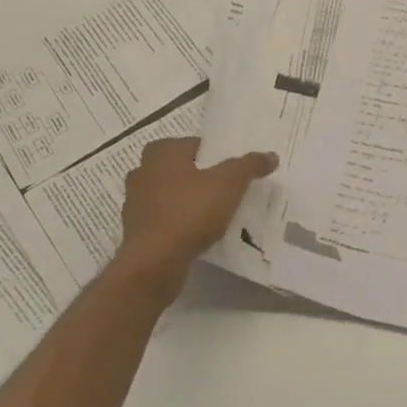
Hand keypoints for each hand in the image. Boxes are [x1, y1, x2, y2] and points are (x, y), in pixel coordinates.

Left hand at [116, 137, 277, 301]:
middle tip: (223, 190)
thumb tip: (271, 155)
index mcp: (162, 152)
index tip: (232, 172)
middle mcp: (143, 170)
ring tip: (212, 214)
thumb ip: (249, 165)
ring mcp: (134, 201)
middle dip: (198, 177)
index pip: (194, 145)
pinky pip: (162, 219)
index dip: (215, 156)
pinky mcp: (135, 229)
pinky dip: (176, 222)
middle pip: (179, 169)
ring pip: (168, 194)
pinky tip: (195, 234)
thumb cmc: (190, 211)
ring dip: (185, 201)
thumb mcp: (229, 183)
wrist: (155, 261)